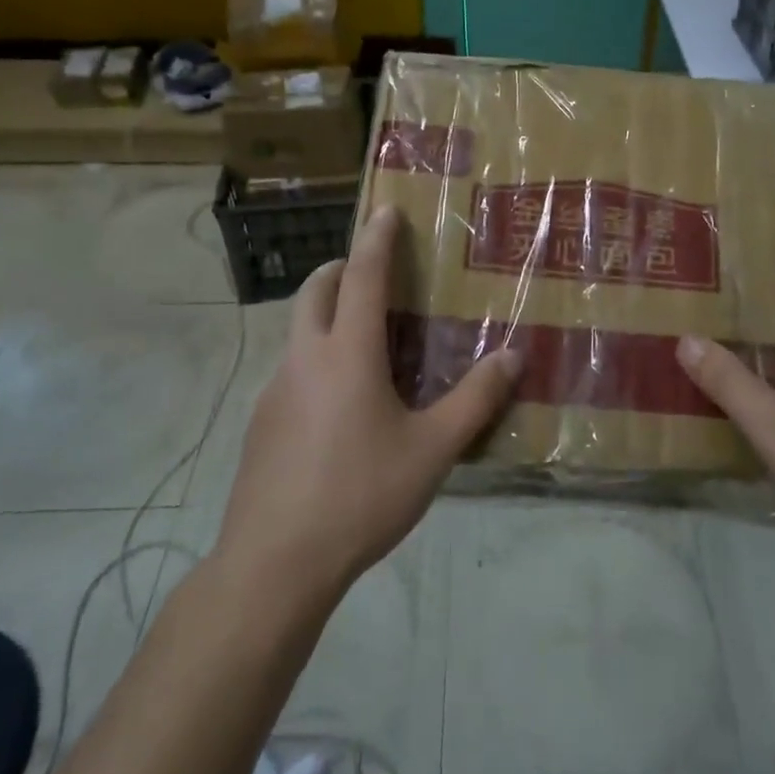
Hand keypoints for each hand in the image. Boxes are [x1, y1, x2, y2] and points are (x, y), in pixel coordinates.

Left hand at [214, 206, 520, 605]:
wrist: (274, 564)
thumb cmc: (360, 495)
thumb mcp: (432, 450)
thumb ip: (475, 401)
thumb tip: (513, 357)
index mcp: (348, 353)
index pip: (364, 275)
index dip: (377, 238)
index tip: (385, 209)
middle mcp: (306, 358)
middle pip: (316, 290)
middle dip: (342, 268)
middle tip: (374, 274)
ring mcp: (275, 390)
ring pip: (299, 329)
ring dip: (327, 314)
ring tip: (365, 341)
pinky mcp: (261, 422)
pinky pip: (292, 369)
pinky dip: (316, 358)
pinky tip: (339, 405)